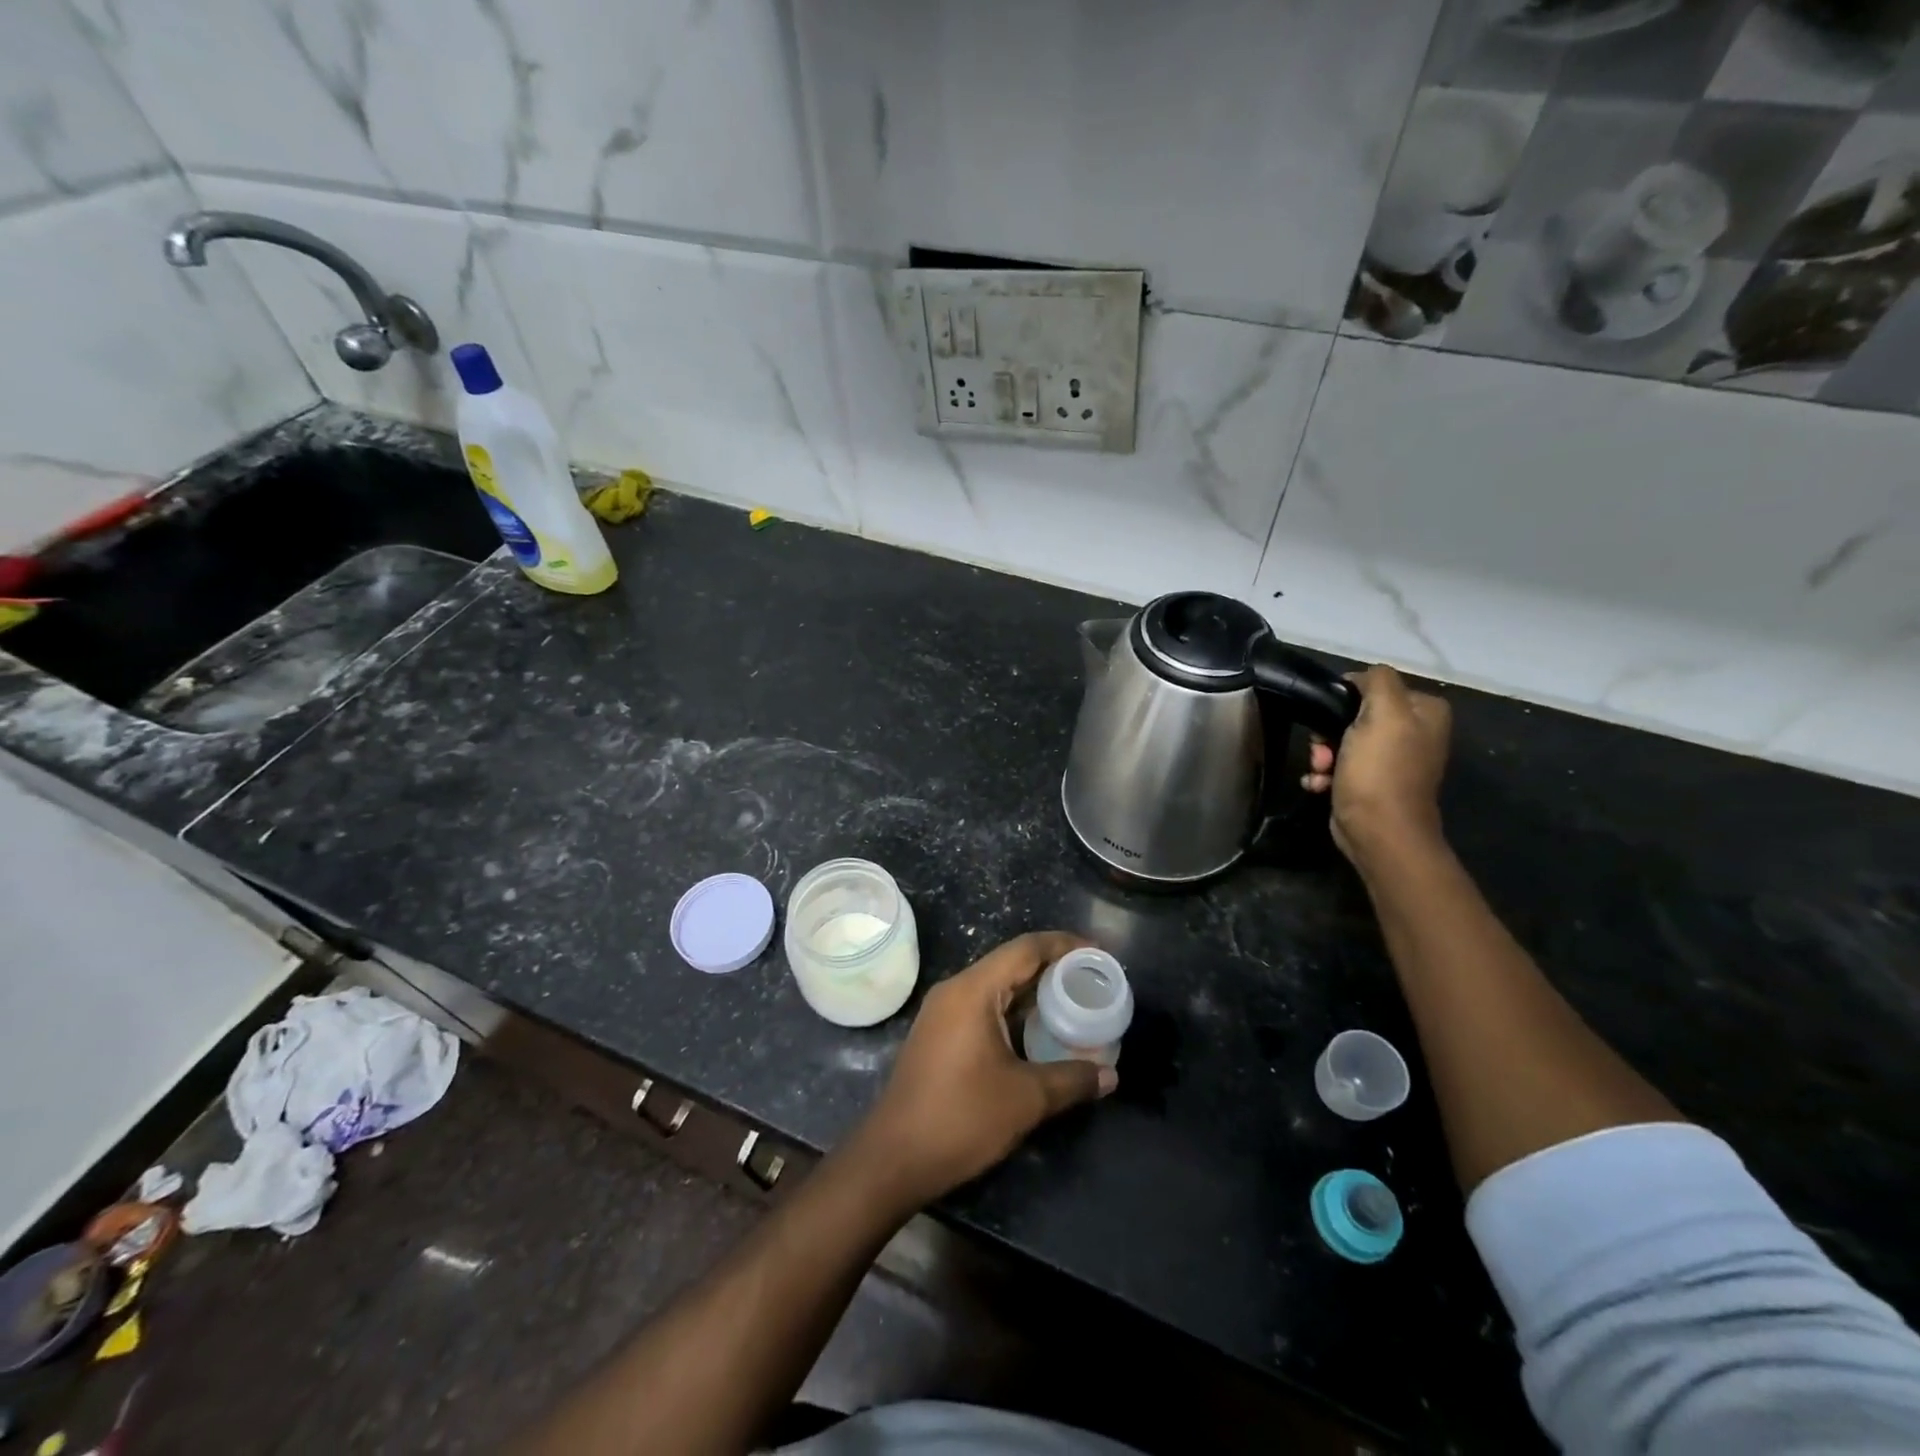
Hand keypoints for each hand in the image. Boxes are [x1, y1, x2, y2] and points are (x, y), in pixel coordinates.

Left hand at [848, 931, 1116, 1210]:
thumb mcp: (1025, 1099)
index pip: (1025, 949)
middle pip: (1011, 963)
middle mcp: (955, 990)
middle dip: (1054, 969)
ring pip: (997, 987)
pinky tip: (1039, 1032)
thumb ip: (1072, 1080)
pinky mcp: (939, 1034)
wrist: (893, 1158)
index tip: (1098, 954)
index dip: (1065, 945)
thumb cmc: (960, 1118)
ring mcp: (943, 1012)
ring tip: (1074, 1004)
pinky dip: (1015, 1011)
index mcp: (973, 990)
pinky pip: (984, 1007)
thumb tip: (1111, 1075)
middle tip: (1093, 981)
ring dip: (1034, 992)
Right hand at [1302, 664, 1451, 866]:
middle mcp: (1414, 732)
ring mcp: (1393, 759)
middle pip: (1355, 715)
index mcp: (1425, 711)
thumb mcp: (1383, 714)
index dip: (1345, 699)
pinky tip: (1319, 784)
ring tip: (1320, 771)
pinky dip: (1326, 774)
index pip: (1374, 686)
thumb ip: (1377, 681)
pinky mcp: (1373, 782)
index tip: (1329, 719)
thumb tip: (1360, 677)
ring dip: (1322, 755)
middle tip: (1322, 751)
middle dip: (1328, 733)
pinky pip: (1341, 766)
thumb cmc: (1380, 771)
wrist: (1379, 832)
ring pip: (1342, 740)